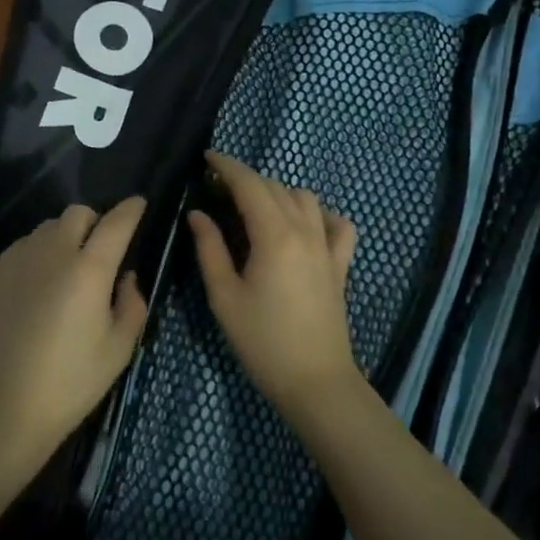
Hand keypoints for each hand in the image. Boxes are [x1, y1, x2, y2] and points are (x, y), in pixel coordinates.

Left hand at [0, 197, 148, 491]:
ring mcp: (17, 260)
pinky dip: (36, 257)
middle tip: (99, 251)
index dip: (131, 209)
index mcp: (90, 269)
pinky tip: (36, 290)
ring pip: (46, 229)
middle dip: (94, 223)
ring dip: (63, 239)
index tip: (139, 205)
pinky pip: (21, 248)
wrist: (5, 407)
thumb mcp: (120, 348)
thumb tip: (125, 277)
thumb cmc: (72, 381)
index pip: (116, 222)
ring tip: (65, 271)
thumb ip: (132, 302)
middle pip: (77, 213)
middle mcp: (52, 253)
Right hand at [187, 151, 360, 415]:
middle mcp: (304, 231)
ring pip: (305, 197)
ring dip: (278, 191)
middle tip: (219, 188)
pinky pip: (338, 224)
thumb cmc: (262, 342)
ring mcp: (327, 246)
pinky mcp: (341, 264)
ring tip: (255, 206)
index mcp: (273, 236)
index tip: (207, 158)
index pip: (249, 184)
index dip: (227, 166)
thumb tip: (198, 214)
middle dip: (246, 178)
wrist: (315, 382)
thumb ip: (210, 249)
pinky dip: (320, 214)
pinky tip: (305, 223)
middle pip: (275, 186)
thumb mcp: (224, 297)